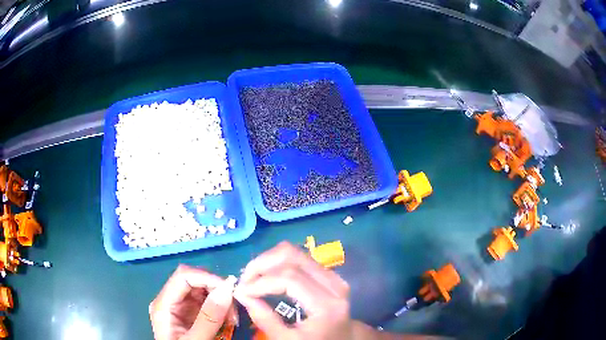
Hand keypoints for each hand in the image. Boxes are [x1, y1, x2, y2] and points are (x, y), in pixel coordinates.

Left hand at [150, 264, 237, 339]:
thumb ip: (208, 318)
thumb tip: (227, 290)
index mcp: (163, 305)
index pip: (183, 276)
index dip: (206, 277)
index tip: (230, 290)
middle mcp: (170, 300)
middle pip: (193, 279)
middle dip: (216, 289)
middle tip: (234, 308)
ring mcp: (180, 306)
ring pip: (202, 289)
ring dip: (221, 298)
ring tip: (232, 318)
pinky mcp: (190, 312)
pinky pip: (207, 301)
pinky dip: (220, 307)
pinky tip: (227, 319)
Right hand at [234, 242, 351, 339]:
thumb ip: (265, 319)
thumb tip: (240, 293)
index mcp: (327, 304)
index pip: (290, 279)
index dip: (261, 282)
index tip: (241, 290)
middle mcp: (334, 283)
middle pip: (292, 256)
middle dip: (262, 264)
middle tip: (244, 280)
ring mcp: (333, 275)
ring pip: (295, 252)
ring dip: (268, 260)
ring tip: (252, 277)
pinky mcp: (328, 273)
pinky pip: (299, 258)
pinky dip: (278, 262)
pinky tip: (267, 275)